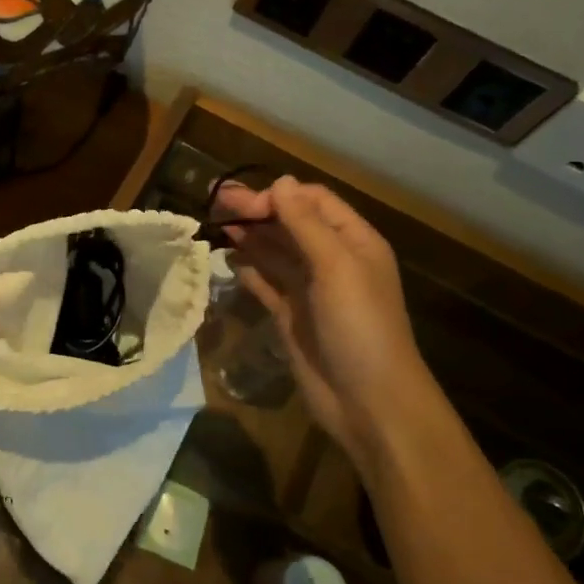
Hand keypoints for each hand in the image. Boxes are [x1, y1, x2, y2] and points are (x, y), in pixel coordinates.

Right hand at [215, 176, 441, 461]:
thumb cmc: (360, 326)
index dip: (278, 196)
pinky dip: (249, 270)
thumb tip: (280, 182)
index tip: (242, 203)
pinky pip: (266, 284)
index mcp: (353, 242)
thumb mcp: (337, 267)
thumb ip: (306, 224)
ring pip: (275, 253)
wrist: (369, 401)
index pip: (313, 202)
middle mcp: (332, 261)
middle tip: (215, 203)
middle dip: (257, 212)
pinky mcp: (291, 316)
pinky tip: (228, 259)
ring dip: (249, 237)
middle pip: (290, 224)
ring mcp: (310, 290)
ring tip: (215, 225)